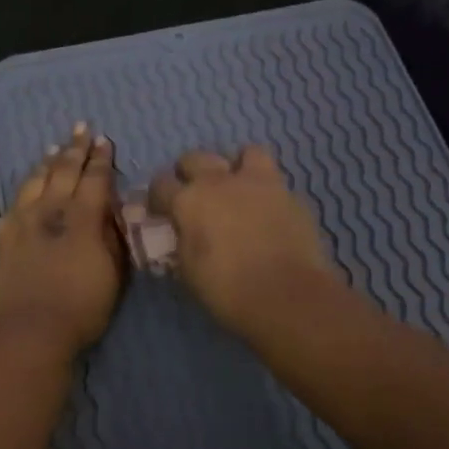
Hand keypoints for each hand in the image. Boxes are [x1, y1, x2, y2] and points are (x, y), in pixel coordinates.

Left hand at [0, 125, 127, 362]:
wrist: (28, 333)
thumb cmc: (81, 309)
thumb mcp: (114, 274)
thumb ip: (114, 237)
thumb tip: (112, 212)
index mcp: (82, 218)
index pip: (94, 179)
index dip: (101, 159)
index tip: (104, 141)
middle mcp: (49, 210)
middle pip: (63, 171)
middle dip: (75, 149)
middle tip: (81, 129)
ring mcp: (20, 221)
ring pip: (35, 181)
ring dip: (48, 162)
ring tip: (55, 148)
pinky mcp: (0, 236)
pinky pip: (14, 202)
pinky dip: (24, 188)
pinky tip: (27, 185)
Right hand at [149, 145, 335, 337]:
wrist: (287, 295)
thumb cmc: (227, 289)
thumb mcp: (188, 270)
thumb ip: (182, 242)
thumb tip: (183, 233)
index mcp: (189, 200)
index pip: (160, 184)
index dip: (158, 198)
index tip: (162, 212)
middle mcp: (220, 181)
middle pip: (194, 158)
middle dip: (189, 173)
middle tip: (195, 196)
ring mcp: (258, 183)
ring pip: (243, 153)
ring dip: (235, 167)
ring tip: (236, 189)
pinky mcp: (290, 194)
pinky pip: (274, 180)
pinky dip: (266, 190)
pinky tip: (267, 211)